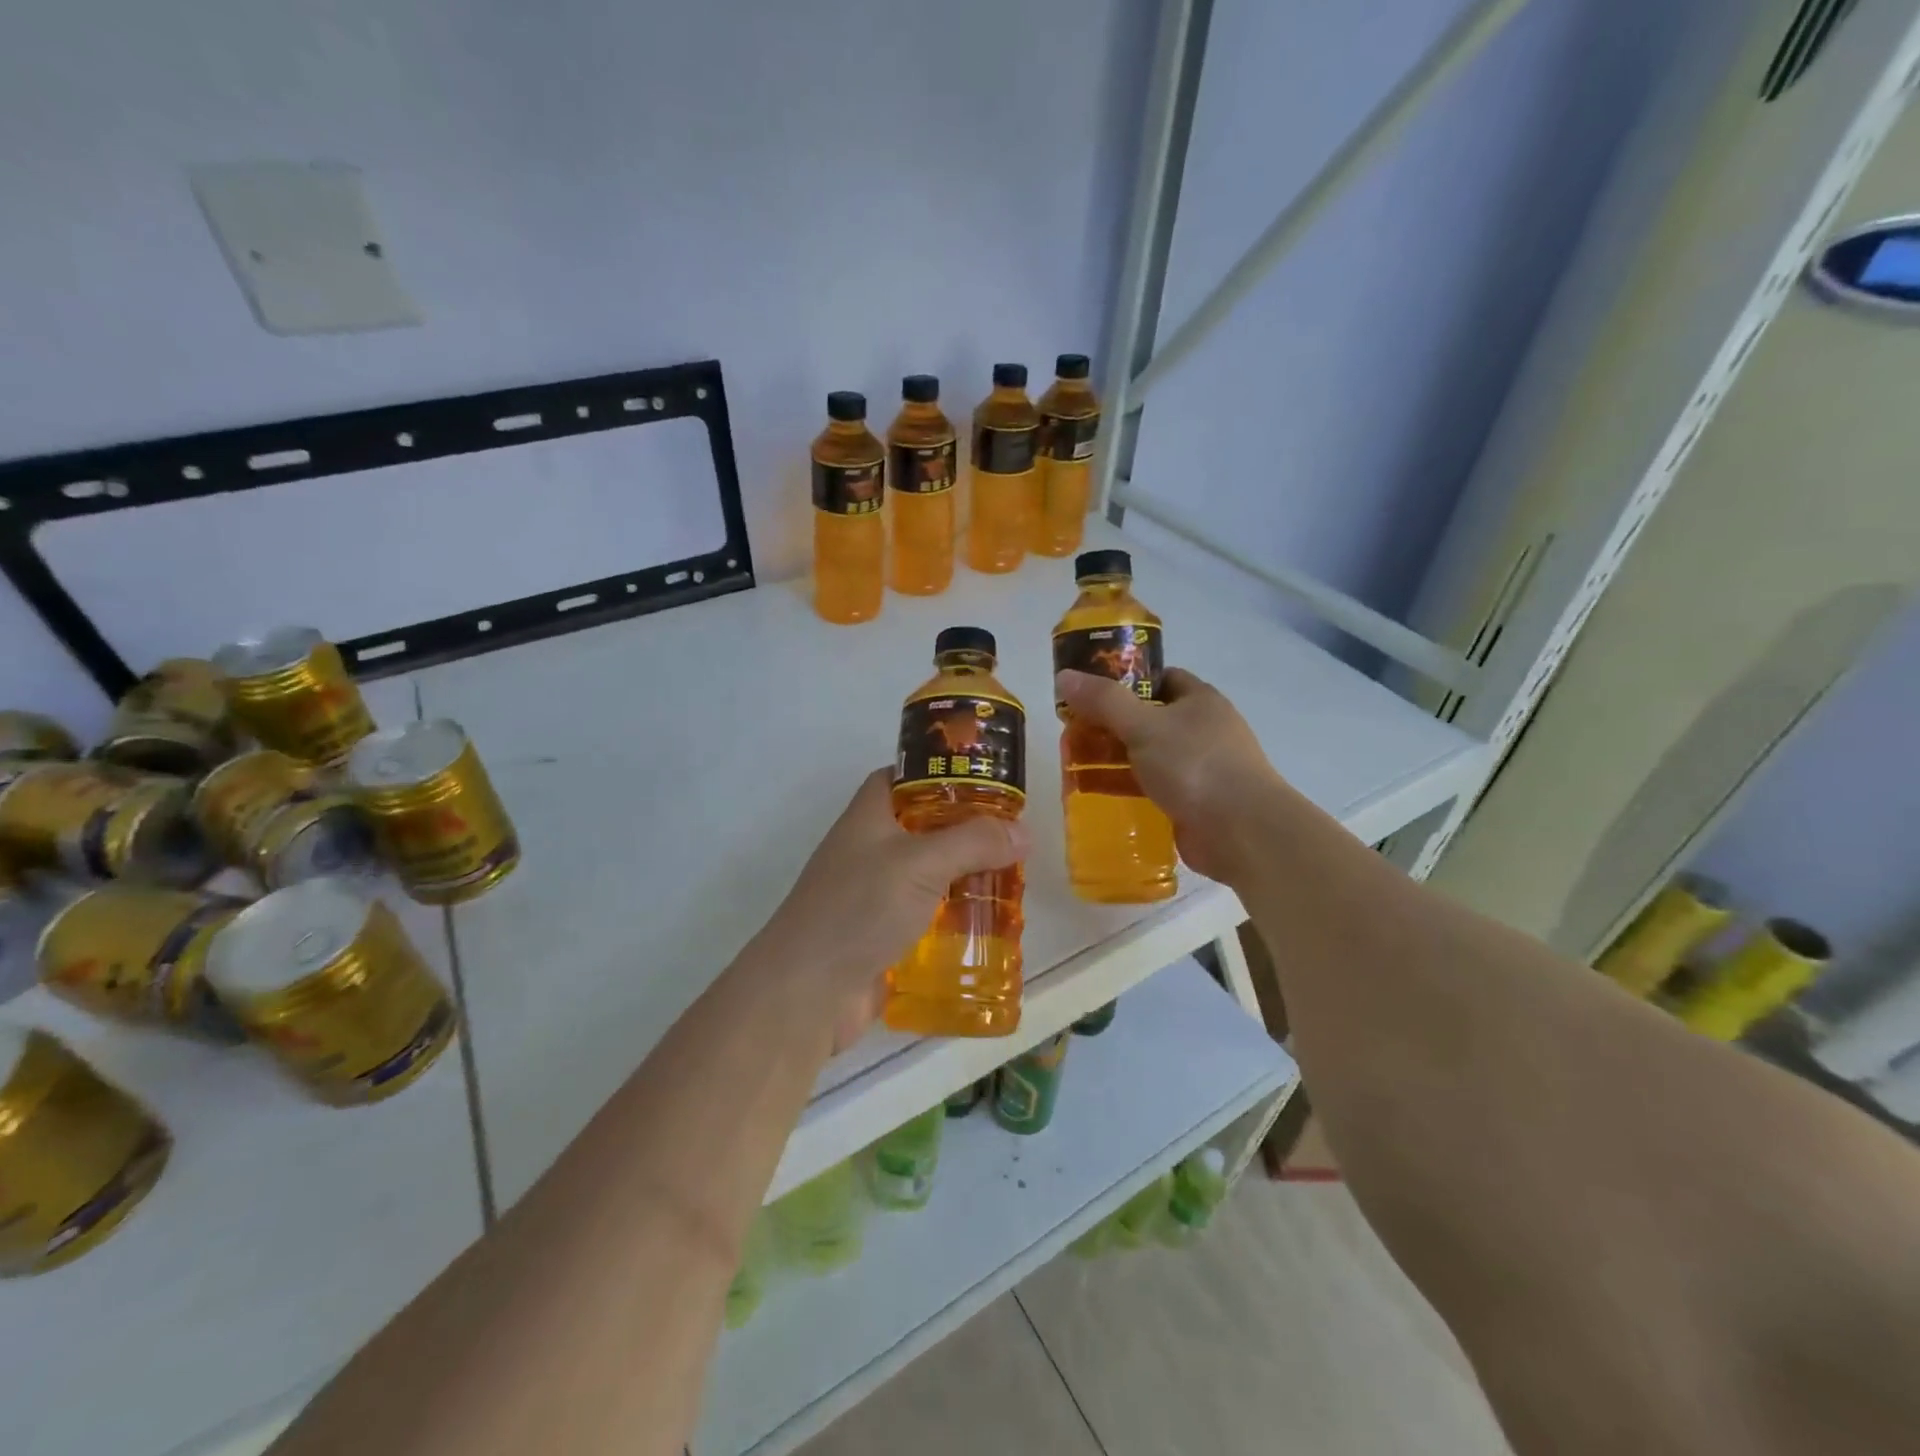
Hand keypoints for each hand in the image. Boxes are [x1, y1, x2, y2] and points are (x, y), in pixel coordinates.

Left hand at [758, 768, 1028, 1047]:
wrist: (808, 992)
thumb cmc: (859, 908)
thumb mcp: (921, 863)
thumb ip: (974, 842)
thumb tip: (1023, 831)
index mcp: (868, 816)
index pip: (900, 776)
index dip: (936, 772)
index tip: (982, 781)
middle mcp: (868, 849)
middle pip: (921, 826)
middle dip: (964, 830)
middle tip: (1010, 837)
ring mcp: (873, 894)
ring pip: (927, 874)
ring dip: (963, 877)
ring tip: (1011, 881)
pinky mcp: (882, 935)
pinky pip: (925, 915)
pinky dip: (952, 917)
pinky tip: (988, 925)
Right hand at [1056, 666, 1292, 883]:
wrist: (1243, 832)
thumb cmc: (1195, 765)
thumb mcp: (1144, 726)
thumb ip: (1103, 702)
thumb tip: (1064, 676)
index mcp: (1199, 700)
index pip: (1159, 678)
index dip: (1124, 680)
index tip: (1090, 690)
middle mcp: (1200, 730)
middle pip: (1146, 718)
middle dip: (1109, 723)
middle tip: (1072, 729)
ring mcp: (1197, 768)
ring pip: (1145, 755)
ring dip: (1112, 757)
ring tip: (1072, 761)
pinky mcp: (1190, 801)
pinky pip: (1149, 787)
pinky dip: (1123, 786)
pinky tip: (1092, 791)